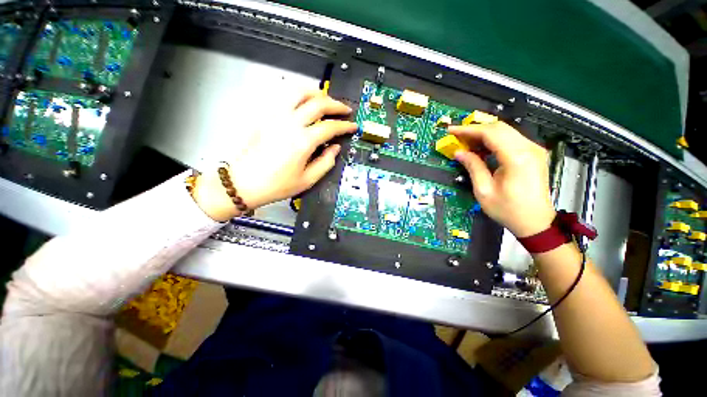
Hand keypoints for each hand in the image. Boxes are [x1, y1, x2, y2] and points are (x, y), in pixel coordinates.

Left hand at [193, 91, 356, 220]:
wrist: (244, 183)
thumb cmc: (276, 185)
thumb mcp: (307, 180)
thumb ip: (326, 162)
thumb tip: (335, 148)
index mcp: (302, 142)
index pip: (330, 127)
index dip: (345, 125)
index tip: (352, 126)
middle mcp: (290, 124)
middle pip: (318, 103)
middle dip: (336, 104)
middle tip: (344, 109)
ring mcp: (275, 116)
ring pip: (299, 92)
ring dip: (317, 93)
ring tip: (325, 100)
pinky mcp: (265, 116)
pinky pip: (283, 96)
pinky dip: (298, 95)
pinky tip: (303, 101)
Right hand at [449, 122, 555, 236]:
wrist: (536, 222)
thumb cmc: (508, 210)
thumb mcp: (484, 191)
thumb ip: (473, 167)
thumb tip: (459, 152)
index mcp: (517, 158)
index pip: (491, 133)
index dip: (468, 130)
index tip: (452, 130)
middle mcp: (529, 149)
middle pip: (499, 128)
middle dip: (475, 130)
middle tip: (457, 137)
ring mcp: (534, 150)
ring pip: (506, 131)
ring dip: (484, 134)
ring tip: (466, 143)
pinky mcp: (534, 154)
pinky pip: (511, 139)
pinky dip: (494, 140)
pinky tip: (482, 148)